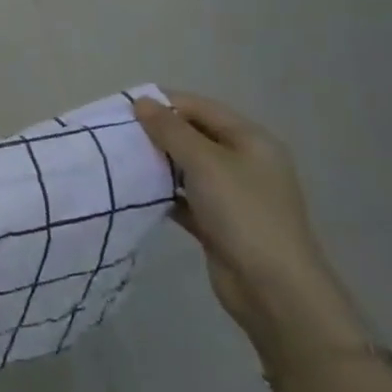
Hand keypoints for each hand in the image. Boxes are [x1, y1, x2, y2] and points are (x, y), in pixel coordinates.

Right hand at [133, 93, 363, 364]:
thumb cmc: (242, 213)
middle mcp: (244, 162)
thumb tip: (141, 101)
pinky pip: (184, 196)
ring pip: (187, 167)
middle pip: (193, 135)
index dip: (164, 103)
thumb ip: (170, 129)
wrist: (273, 289)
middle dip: (157, 132)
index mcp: (251, 141)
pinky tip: (136, 190)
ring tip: (121, 159)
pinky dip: (163, 192)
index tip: (123, 108)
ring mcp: (232, 194)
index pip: (201, 107)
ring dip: (157, 162)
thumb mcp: (204, 162)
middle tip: (118, 134)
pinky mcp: (218, 222)